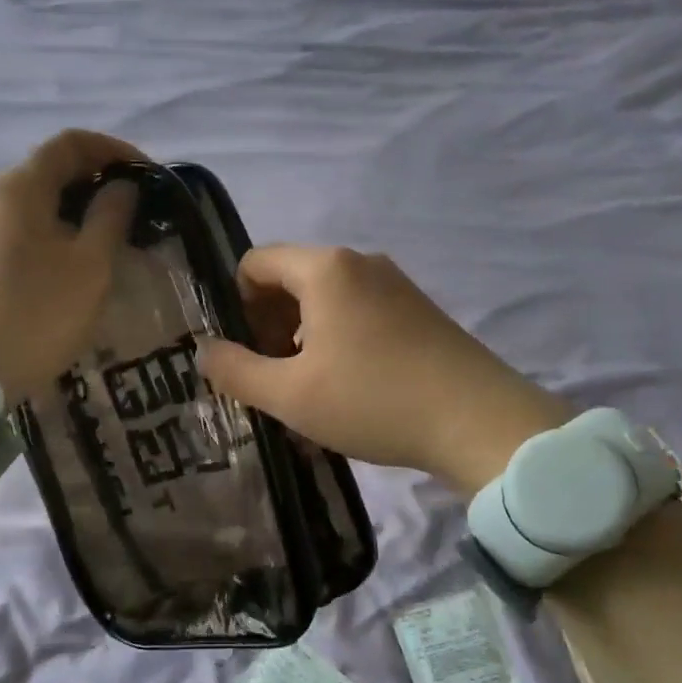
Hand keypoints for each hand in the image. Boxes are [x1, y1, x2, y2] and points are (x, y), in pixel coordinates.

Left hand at [0, 129, 142, 400]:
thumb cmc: (38, 312)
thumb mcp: (90, 265)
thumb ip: (111, 217)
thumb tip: (121, 186)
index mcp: (24, 187)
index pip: (72, 143)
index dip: (115, 150)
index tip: (149, 176)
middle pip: (55, 170)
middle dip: (101, 182)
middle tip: (139, 210)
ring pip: (44, 204)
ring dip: (84, 211)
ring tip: (118, 240)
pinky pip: (32, 231)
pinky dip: (63, 234)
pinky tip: (83, 265)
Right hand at [197, 246, 573, 497]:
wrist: (478, 420)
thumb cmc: (373, 400)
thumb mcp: (291, 395)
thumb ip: (236, 371)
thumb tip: (202, 351)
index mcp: (325, 268)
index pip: (256, 262)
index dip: (235, 303)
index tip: (242, 351)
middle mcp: (360, 262)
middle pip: (291, 277)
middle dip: (268, 321)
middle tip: (270, 373)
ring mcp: (395, 283)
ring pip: (327, 297)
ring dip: (302, 333)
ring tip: (307, 385)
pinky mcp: (419, 308)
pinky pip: (359, 310)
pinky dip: (338, 336)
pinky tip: (348, 384)